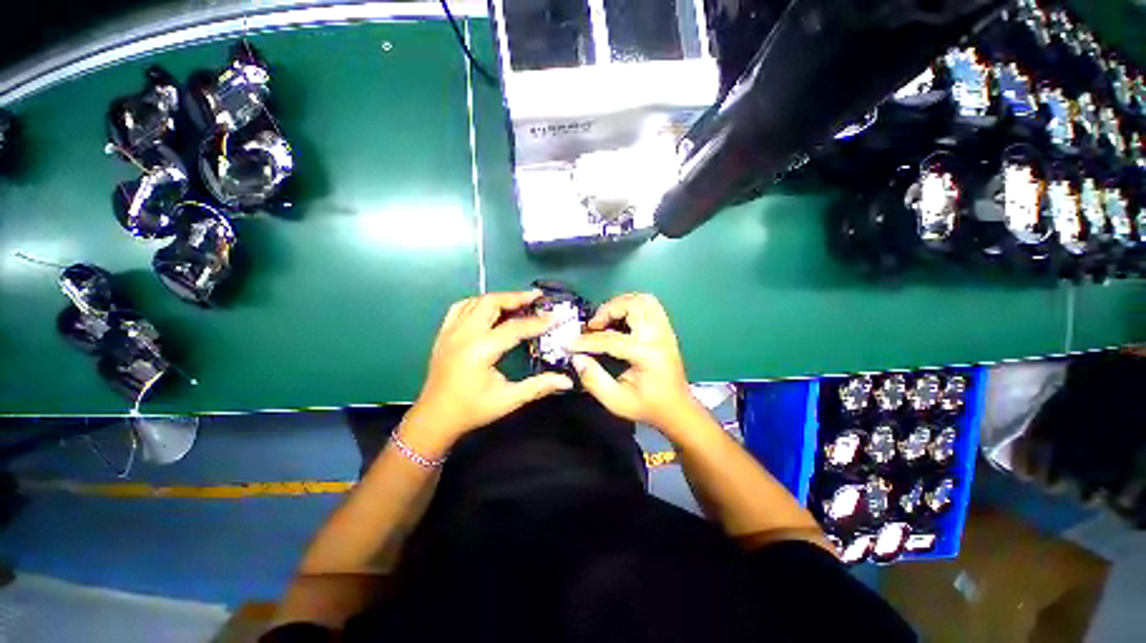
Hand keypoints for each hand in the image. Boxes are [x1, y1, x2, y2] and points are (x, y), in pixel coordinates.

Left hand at [405, 291, 573, 451]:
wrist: (434, 418)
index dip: (537, 322)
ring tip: (517, 301)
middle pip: (491, 302)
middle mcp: (464, 335)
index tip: (555, 317)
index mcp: (480, 350)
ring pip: (475, 301)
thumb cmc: (472, 410)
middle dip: (516, 297)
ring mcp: (450, 332)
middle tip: (536, 297)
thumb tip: (567, 381)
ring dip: (498, 298)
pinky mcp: (443, 334)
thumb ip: (538, 386)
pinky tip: (488, 309)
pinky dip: (477, 303)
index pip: (514, 327)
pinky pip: (460, 308)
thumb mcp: (508, 400)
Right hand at [569, 293, 699, 430]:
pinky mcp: (666, 329)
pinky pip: (651, 305)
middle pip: (632, 305)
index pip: (610, 339)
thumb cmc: (647, 406)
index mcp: (646, 354)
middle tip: (594, 326)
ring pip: (643, 300)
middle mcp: (657, 336)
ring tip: (607, 320)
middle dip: (607, 311)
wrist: (677, 408)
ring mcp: (664, 330)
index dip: (585, 341)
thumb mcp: (616, 401)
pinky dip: (632, 306)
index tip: (568, 343)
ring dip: (621, 305)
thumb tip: (577, 358)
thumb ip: (594, 380)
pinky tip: (621, 320)